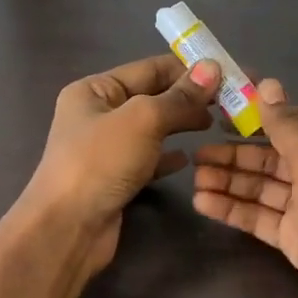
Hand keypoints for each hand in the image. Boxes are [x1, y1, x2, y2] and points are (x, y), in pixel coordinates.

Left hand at [20, 53, 221, 273]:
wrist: (68, 228)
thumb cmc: (100, 163)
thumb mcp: (143, 120)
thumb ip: (179, 96)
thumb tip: (213, 68)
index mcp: (94, 90)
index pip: (148, 69)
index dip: (187, 69)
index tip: (226, 73)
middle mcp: (97, 115)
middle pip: (151, 98)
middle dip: (188, 98)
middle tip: (229, 103)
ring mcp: (105, 150)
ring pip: (152, 130)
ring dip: (181, 125)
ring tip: (215, 126)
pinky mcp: (115, 180)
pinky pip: (148, 160)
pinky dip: (168, 157)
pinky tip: (188, 159)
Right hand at [191, 79, 297, 297]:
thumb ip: (285, 126)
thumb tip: (267, 84)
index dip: (262, 116)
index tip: (223, 114)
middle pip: (274, 156)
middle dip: (237, 155)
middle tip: (197, 154)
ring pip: (264, 187)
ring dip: (230, 182)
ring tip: (194, 178)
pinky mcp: (295, 237)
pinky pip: (260, 216)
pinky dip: (234, 209)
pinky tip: (203, 202)